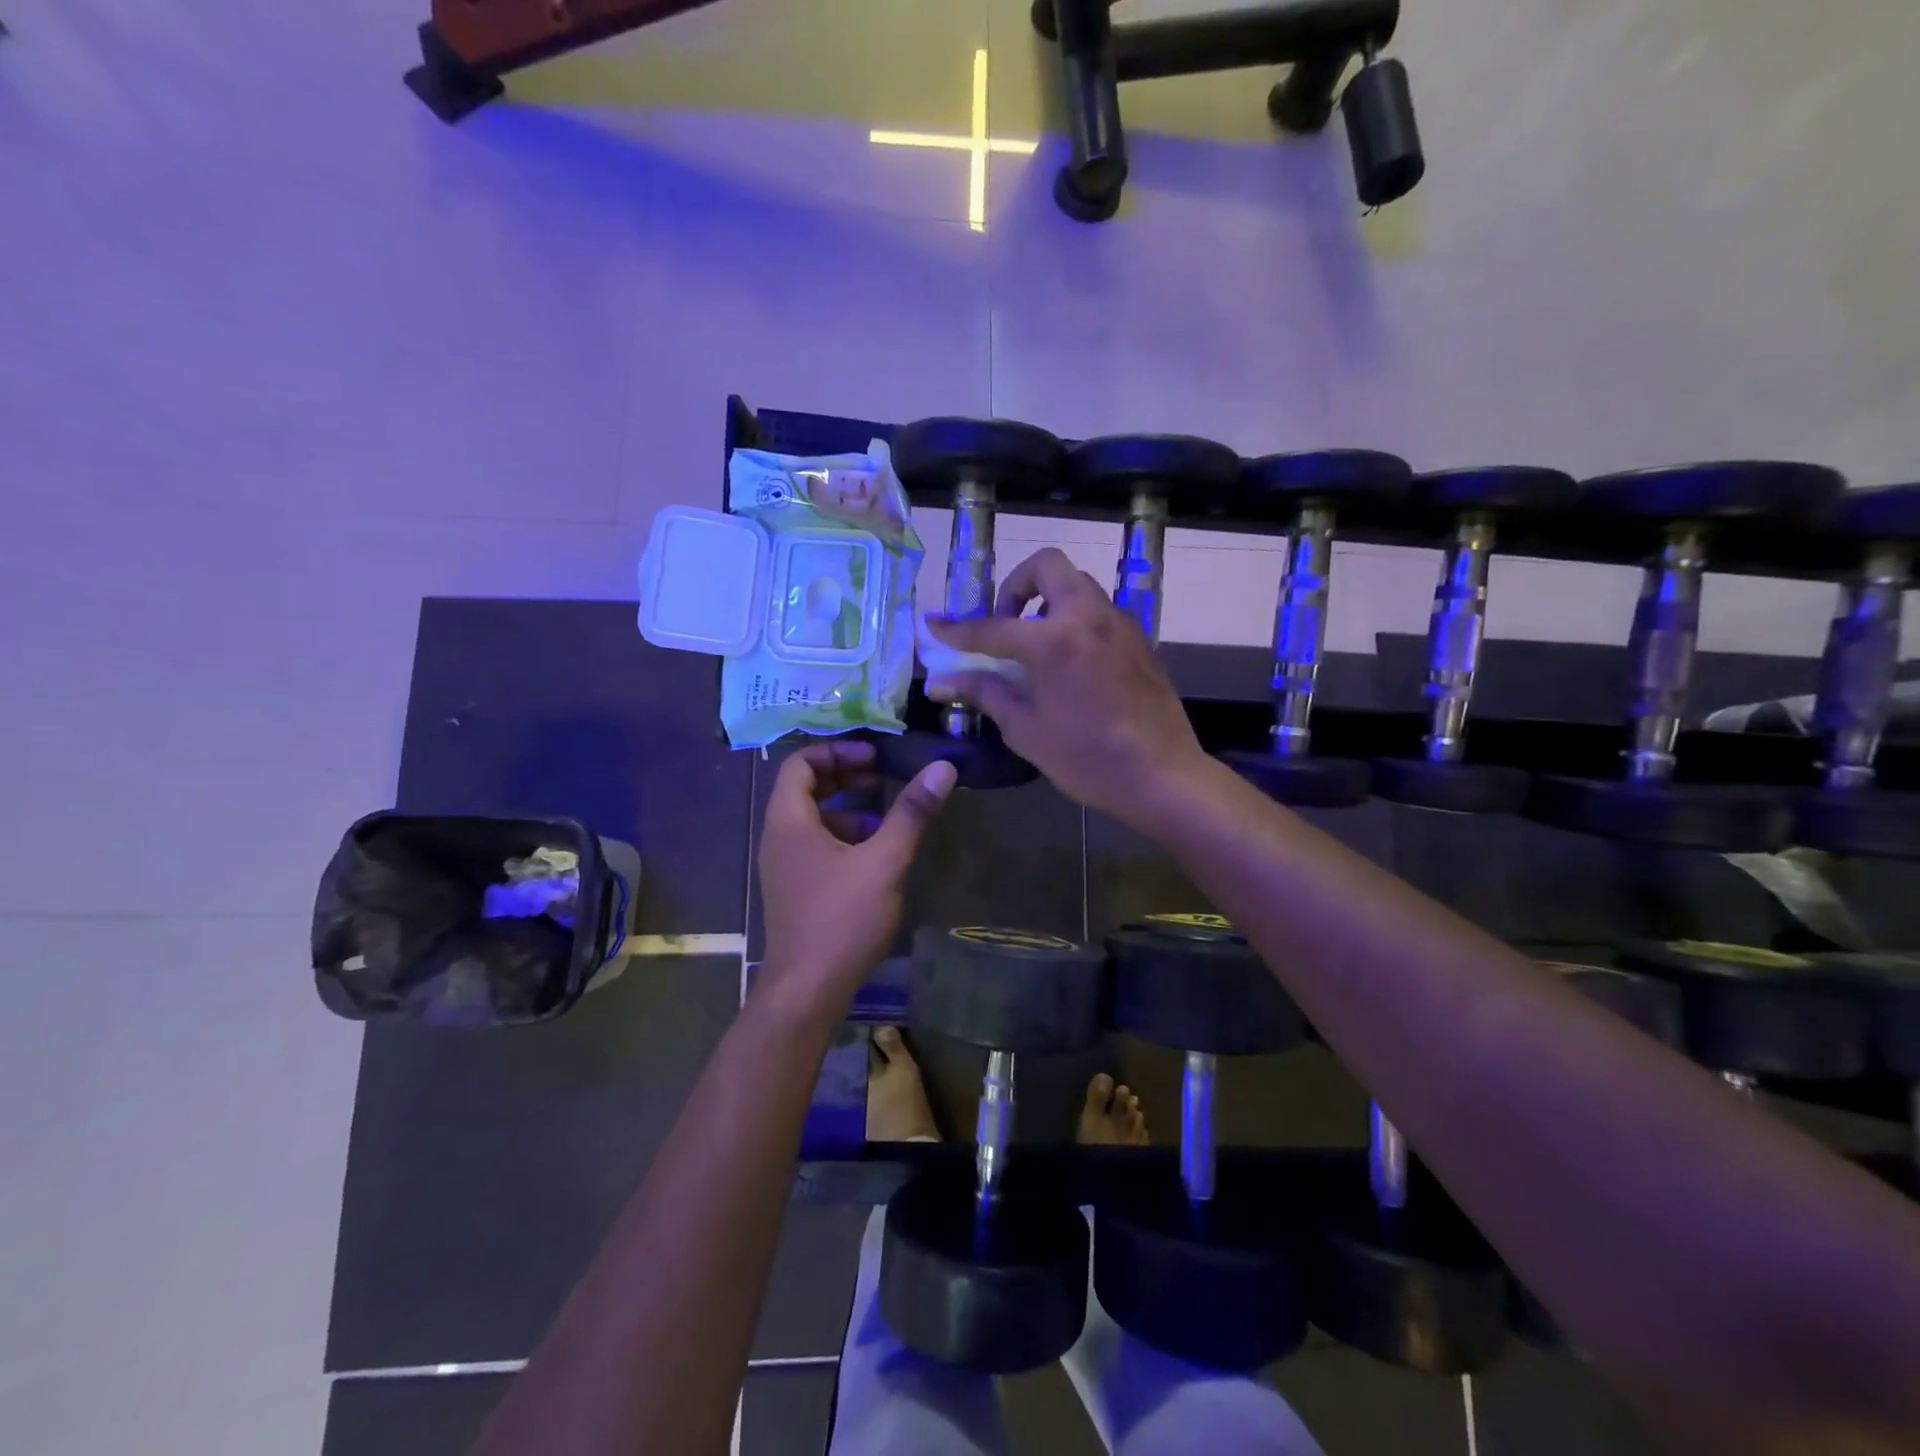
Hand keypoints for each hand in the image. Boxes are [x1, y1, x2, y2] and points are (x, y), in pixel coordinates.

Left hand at [756, 740, 955, 1014]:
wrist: (807, 991)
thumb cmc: (841, 919)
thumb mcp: (884, 861)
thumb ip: (911, 812)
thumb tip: (943, 766)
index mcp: (788, 821)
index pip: (799, 762)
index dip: (837, 750)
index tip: (874, 755)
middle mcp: (778, 837)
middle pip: (805, 788)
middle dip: (844, 775)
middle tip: (882, 773)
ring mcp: (784, 866)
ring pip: (811, 818)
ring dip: (846, 806)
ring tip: (885, 813)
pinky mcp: (795, 889)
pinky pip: (815, 845)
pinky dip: (843, 836)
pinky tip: (875, 854)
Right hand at [924, 548, 1212, 831]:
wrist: (1161, 775)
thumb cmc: (1087, 758)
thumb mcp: (1026, 730)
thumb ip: (985, 694)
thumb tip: (941, 682)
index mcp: (1053, 641)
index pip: (993, 627)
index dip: (958, 629)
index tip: (934, 625)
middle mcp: (1088, 616)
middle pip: (1047, 566)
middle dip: (1016, 585)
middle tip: (1006, 622)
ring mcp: (1119, 623)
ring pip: (1078, 583)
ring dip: (1049, 597)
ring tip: (1036, 641)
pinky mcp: (1140, 638)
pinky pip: (1100, 609)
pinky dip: (1076, 618)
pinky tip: (1071, 660)